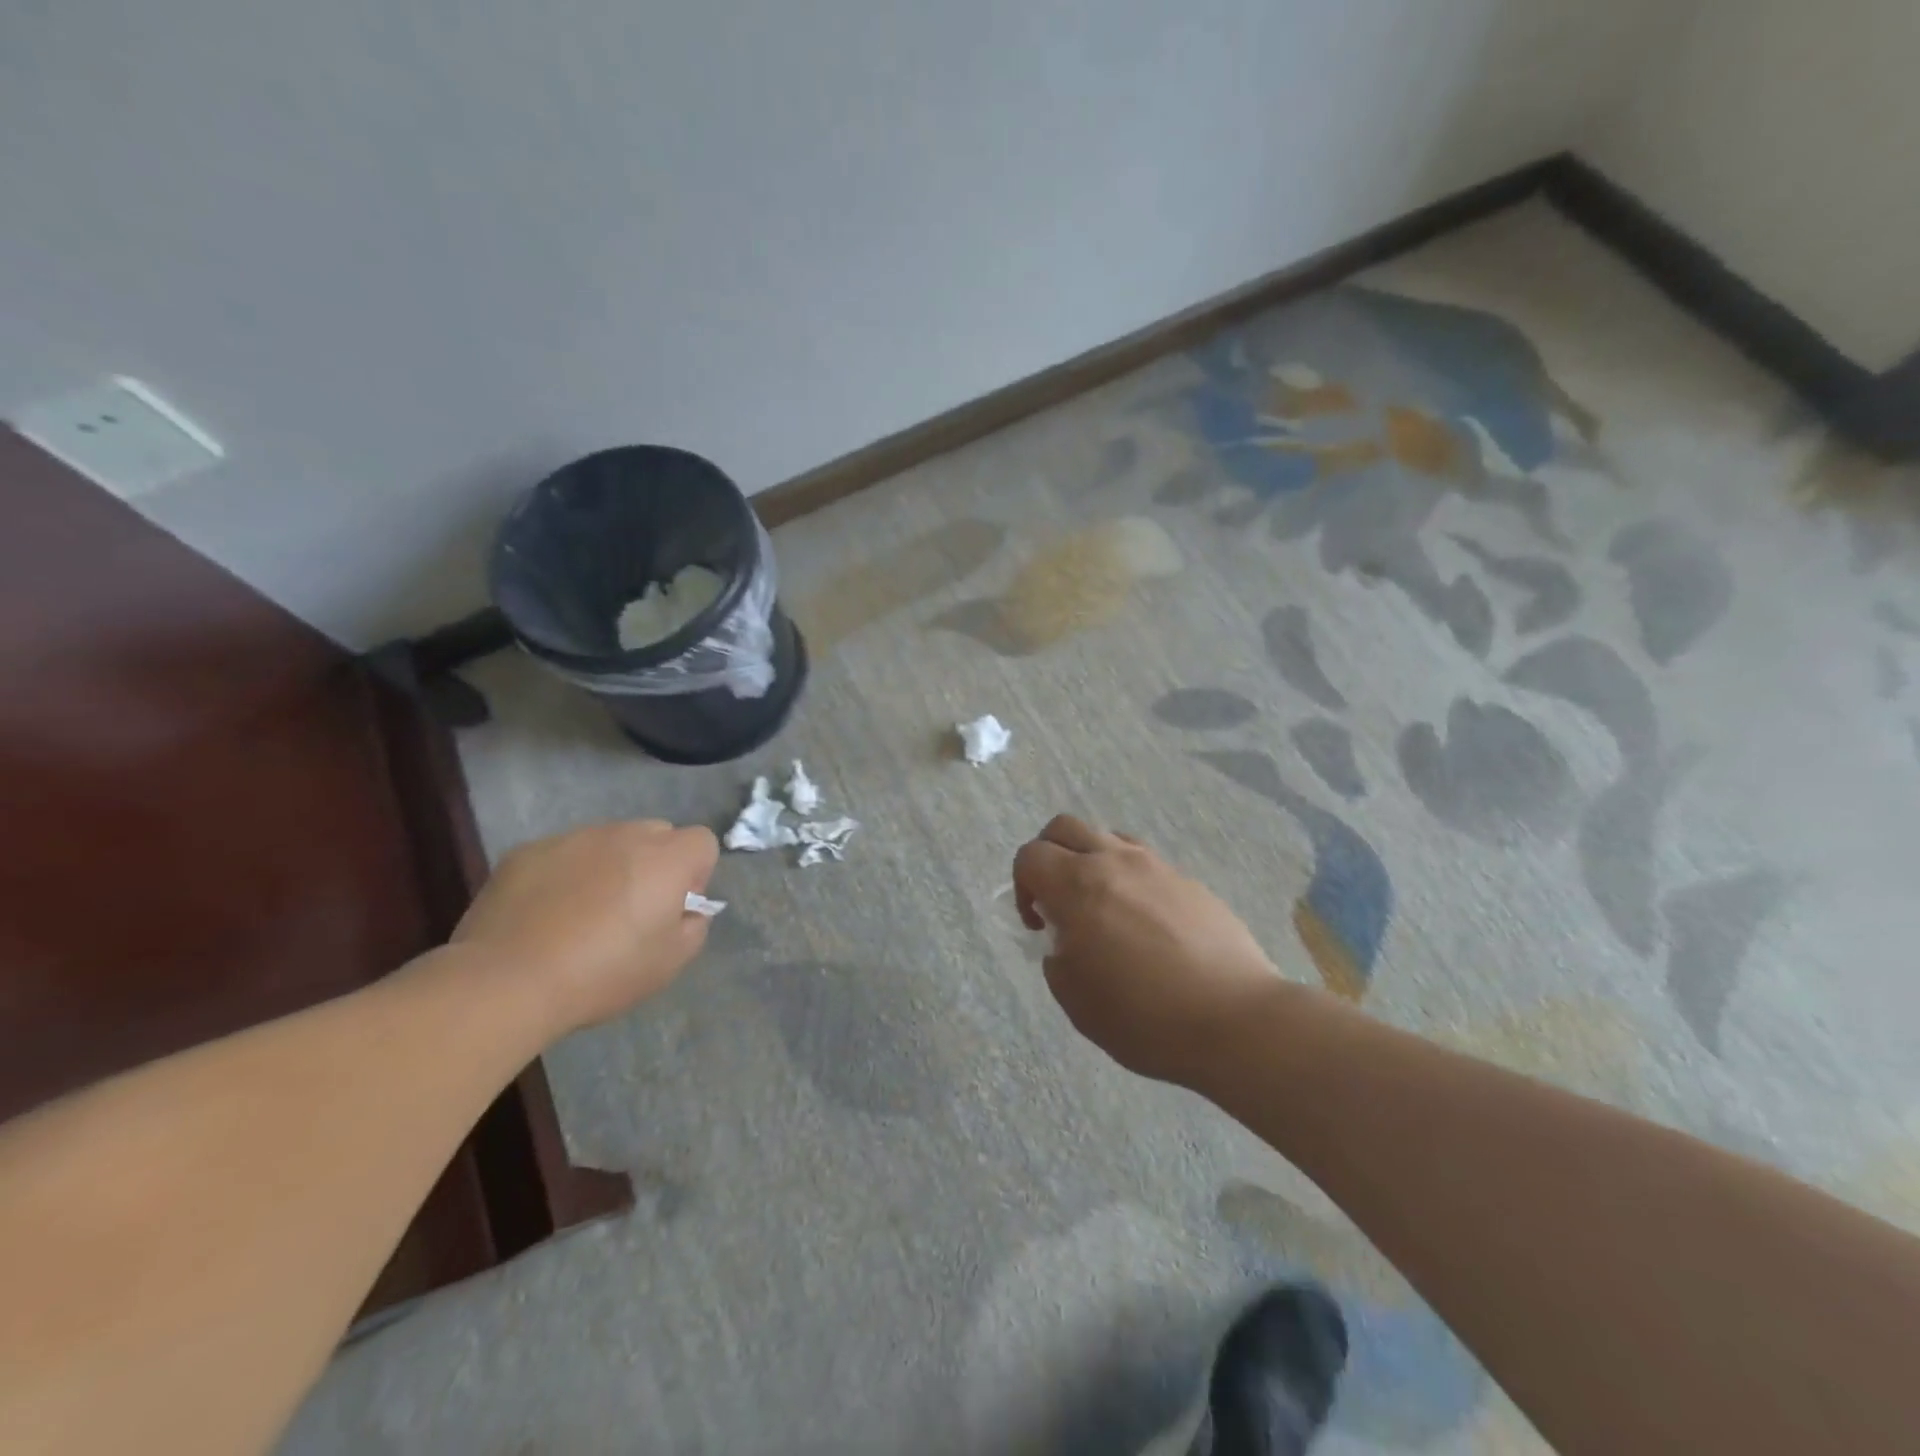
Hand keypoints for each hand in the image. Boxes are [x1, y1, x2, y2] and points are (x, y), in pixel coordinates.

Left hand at [452, 819, 719, 1034]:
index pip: (702, 842)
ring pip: (607, 841)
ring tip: (581, 915)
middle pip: (656, 834)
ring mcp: (572, 838)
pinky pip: (562, 854)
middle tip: (631, 910)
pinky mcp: (527, 851)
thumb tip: (685, 909)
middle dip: (654, 864)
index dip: (696, 874)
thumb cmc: (602, 974)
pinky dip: (563, 875)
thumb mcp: (671, 962)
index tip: (673, 909)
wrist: (506, 981)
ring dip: (608, 867)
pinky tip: (543, 915)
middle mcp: (624, 835)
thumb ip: (693, 925)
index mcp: (666, 859)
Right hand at [1013, 815, 1284, 1086]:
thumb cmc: (1145, 1018)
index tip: (1039, 924)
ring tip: (1102, 906)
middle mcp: (1115, 862)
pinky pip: (1145, 862)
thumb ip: (1057, 960)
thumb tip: (1065, 943)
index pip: (1030, 856)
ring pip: (1108, 836)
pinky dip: (1129, 878)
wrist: (1235, 1020)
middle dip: (1049, 855)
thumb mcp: (1077, 1002)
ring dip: (1091, 860)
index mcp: (1079, 887)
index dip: (1022, 886)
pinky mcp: (1189, 881)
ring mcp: (1157, 867)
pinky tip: (1144, 922)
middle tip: (1057, 898)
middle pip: (1064, 827)